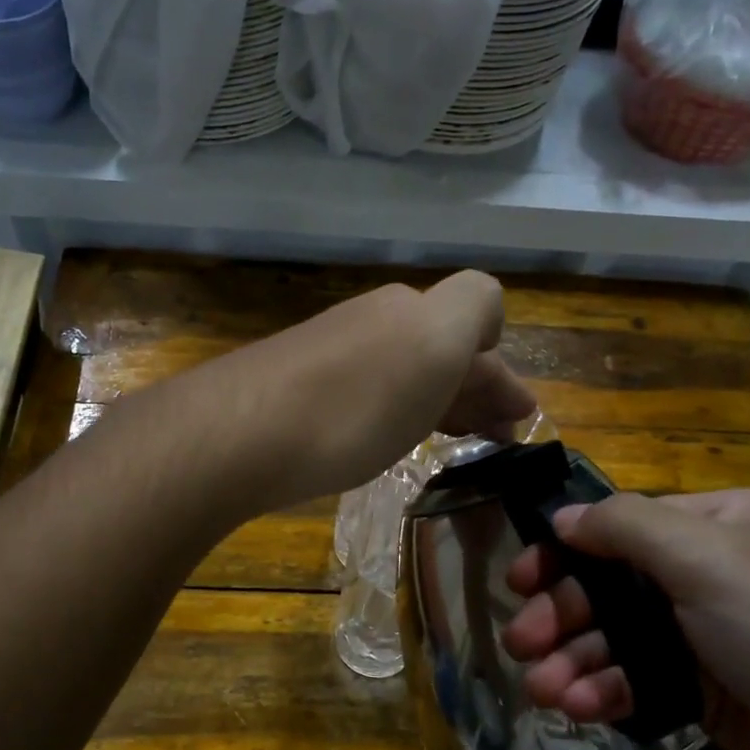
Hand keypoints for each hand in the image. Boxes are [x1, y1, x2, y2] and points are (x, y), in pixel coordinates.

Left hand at [177, 271, 535, 511]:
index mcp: (412, 310)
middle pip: (439, 347)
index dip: (500, 363)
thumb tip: (488, 325)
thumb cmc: (354, 403)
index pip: (477, 316)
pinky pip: (365, 394)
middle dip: (473, 387)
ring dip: (437, 400)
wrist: (240, 435)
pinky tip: (389, 439)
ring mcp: (331, 354)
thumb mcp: (435, 343)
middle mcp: (374, 321)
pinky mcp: (296, 391)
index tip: (509, 416)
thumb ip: (474, 309)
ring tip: (452, 439)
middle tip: (494, 436)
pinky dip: (393, 414)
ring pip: (403, 371)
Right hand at [500, 489, 749, 749]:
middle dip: (563, 615)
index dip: (563, 552)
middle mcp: (714, 575)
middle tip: (521, 647)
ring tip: (546, 693)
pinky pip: (642, 684)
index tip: (517, 583)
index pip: (619, 527)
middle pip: (612, 586)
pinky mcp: (715, 698)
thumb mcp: (709, 558)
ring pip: (620, 640)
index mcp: (719, 526)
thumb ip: (625, 527)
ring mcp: (714, 640)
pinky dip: (608, 694)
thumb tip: (563, 517)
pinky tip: (582, 711)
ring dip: (577, 662)